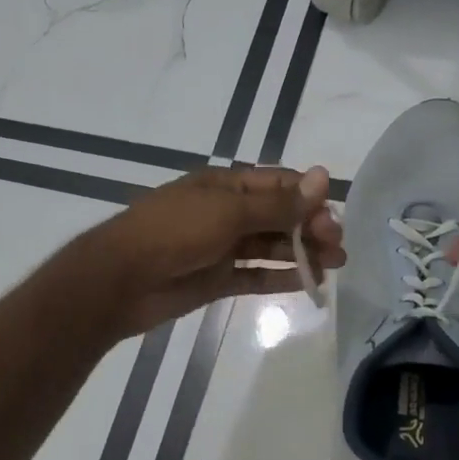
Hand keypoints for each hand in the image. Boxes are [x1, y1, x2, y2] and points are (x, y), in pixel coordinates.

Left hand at [88, 165, 343, 334]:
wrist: (121, 280)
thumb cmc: (174, 232)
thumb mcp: (228, 212)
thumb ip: (277, 203)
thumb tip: (322, 177)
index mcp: (226, 186)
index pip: (278, 184)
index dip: (309, 197)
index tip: (334, 216)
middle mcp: (226, 213)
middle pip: (278, 216)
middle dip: (310, 228)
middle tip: (338, 248)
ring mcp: (221, 247)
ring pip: (271, 247)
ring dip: (302, 253)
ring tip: (335, 267)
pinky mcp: (217, 279)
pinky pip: (255, 275)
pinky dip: (280, 278)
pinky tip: (308, 282)